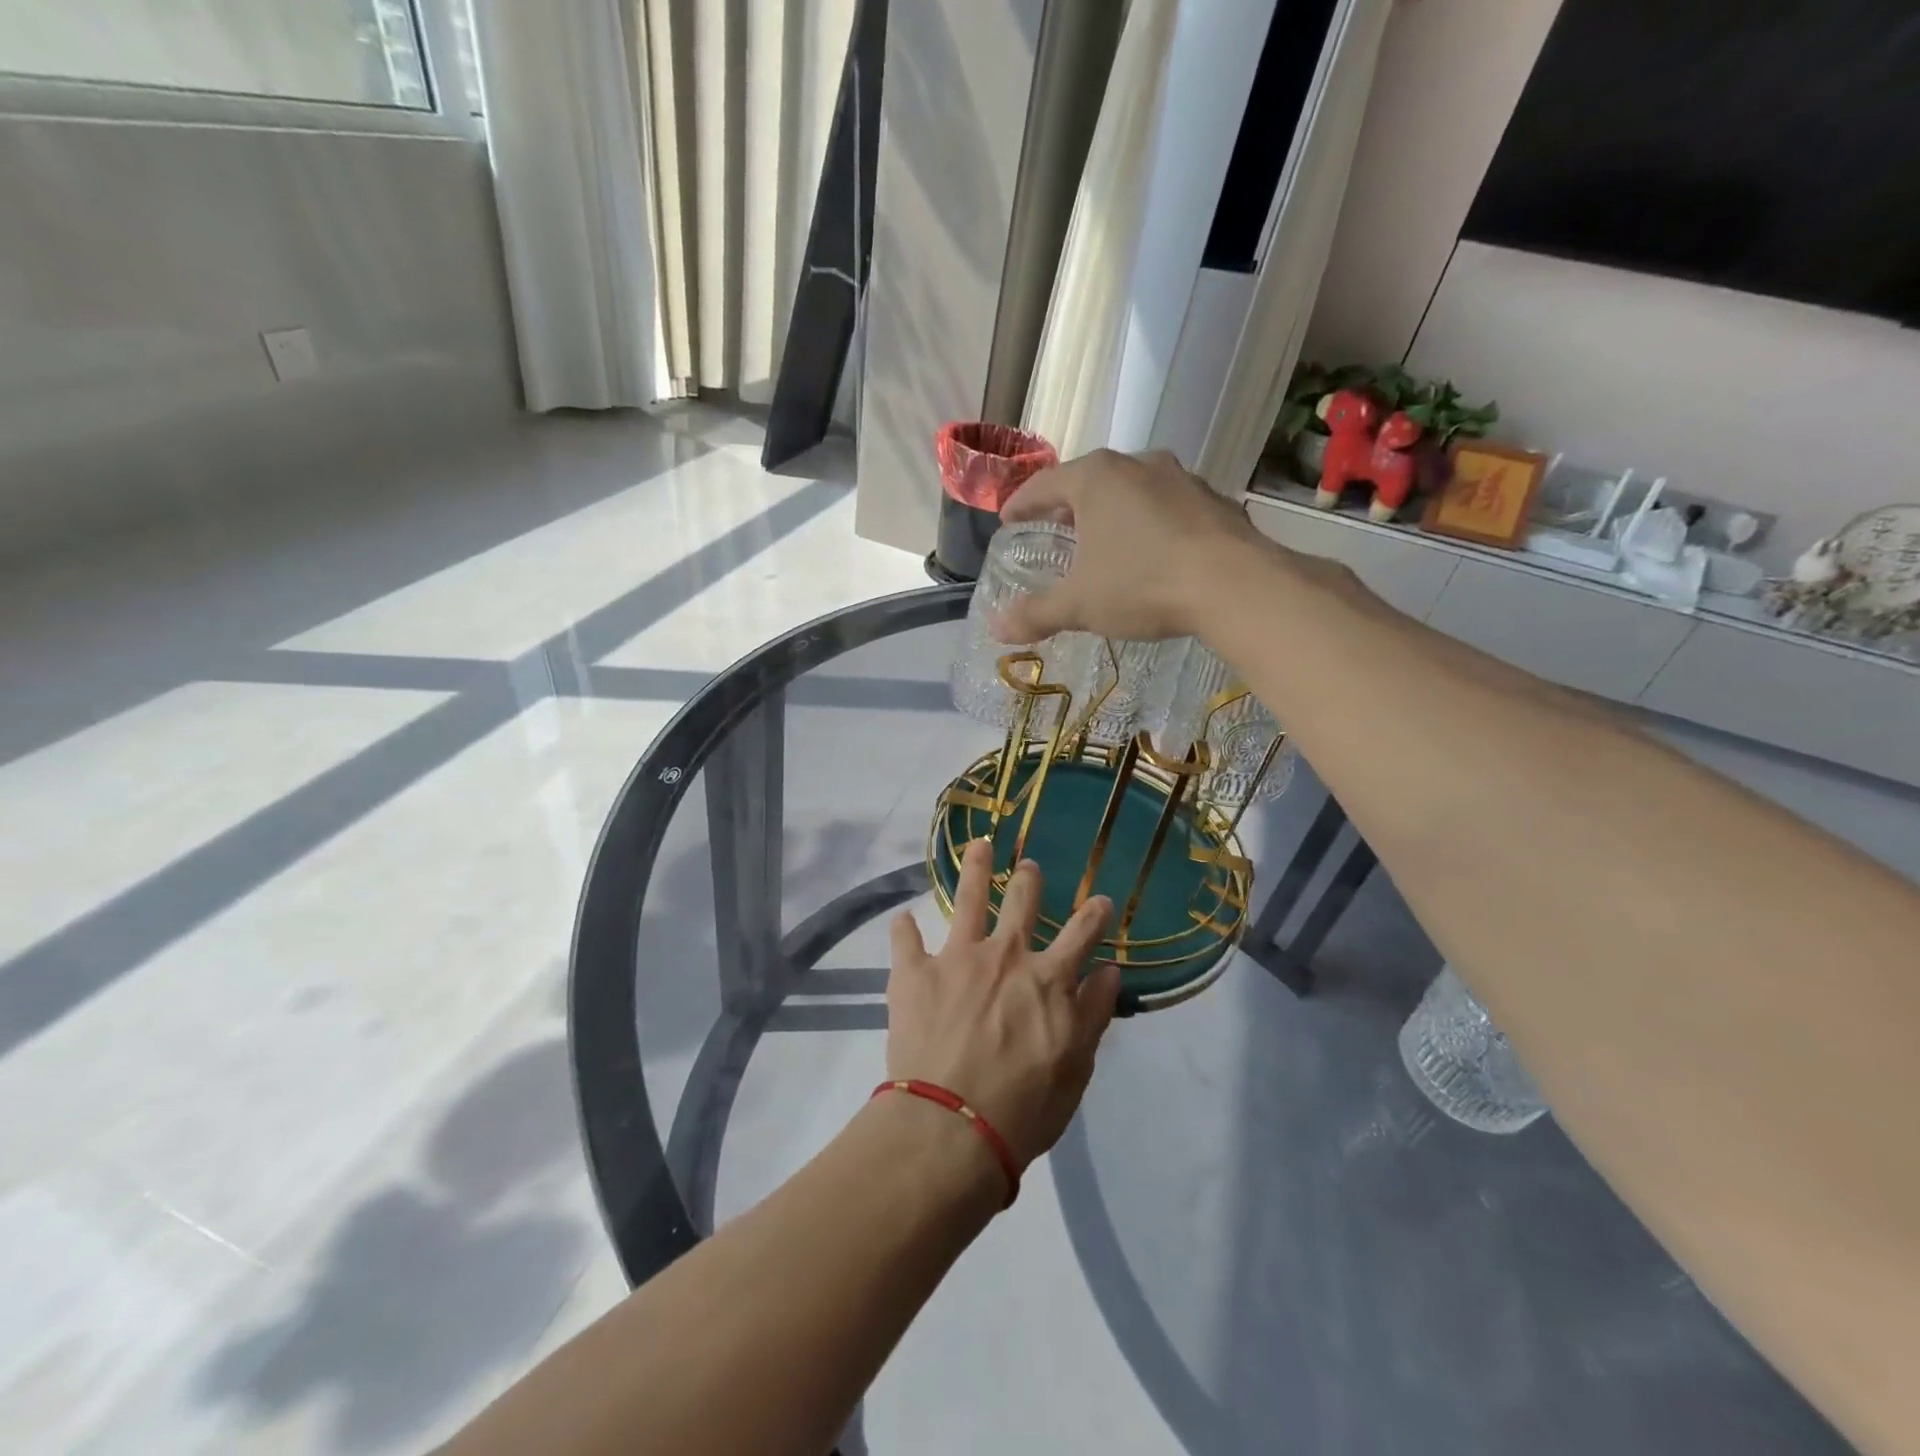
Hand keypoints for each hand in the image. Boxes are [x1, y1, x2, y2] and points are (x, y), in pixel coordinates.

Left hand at [886, 840, 1121, 1169]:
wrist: (951, 1127)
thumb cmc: (1024, 1108)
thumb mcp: (1075, 1068)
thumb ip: (1092, 1014)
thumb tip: (1109, 972)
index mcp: (1048, 979)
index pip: (1081, 933)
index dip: (1095, 914)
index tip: (1101, 900)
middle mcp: (1005, 955)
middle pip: (1022, 902)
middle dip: (1029, 879)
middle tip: (1028, 866)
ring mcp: (957, 958)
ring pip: (967, 899)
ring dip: (975, 869)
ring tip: (978, 846)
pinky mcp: (915, 973)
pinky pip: (905, 939)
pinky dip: (904, 929)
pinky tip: (902, 919)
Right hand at [994, 448, 1270, 643]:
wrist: (1235, 586)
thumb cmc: (1142, 584)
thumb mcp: (1080, 604)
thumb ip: (1036, 613)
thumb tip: (996, 628)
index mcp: (1096, 478)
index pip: (1043, 484)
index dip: (1021, 505)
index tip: (1008, 520)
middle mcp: (1138, 465)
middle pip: (1089, 481)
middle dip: (1068, 507)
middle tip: (1055, 530)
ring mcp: (1181, 479)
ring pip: (1133, 491)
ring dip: (1113, 513)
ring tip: (1104, 542)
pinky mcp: (1214, 500)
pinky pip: (1168, 508)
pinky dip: (1151, 524)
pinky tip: (1153, 553)